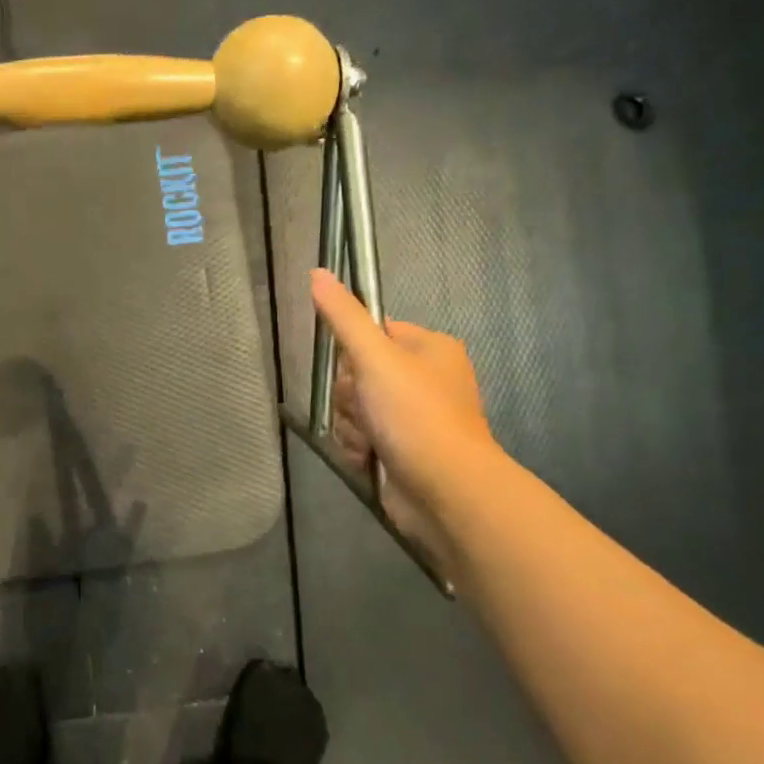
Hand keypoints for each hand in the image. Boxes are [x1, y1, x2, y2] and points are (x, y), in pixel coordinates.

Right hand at [309, 268, 498, 554]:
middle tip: (366, 409)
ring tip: (371, 441)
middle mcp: (424, 379)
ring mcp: (413, 417)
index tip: (356, 370)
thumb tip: (317, 271)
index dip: (353, 352)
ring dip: (351, 426)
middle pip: (356, 374)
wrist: (446, 491)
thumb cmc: (415, 415)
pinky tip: (369, 459)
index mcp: (429, 348)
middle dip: (350, 397)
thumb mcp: (375, 357)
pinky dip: (359, 448)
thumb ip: (343, 316)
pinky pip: (361, 437)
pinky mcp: (402, 450)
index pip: (370, 332)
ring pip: (353, 409)